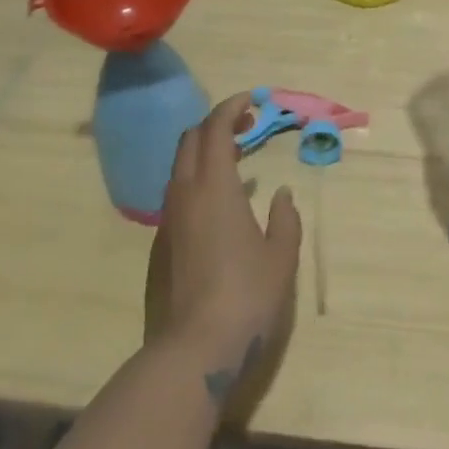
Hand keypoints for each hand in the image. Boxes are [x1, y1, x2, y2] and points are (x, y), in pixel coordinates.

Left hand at [148, 93, 302, 390]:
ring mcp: (169, 219)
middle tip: (246, 125)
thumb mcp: (281, 255)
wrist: (196, 348)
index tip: (250, 100)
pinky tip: (220, 202)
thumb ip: (285, 218)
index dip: (230, 108)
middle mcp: (185, 194)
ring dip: (205, 152)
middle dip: (216, 124)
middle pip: (190, 141)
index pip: (214, 129)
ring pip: (180, 167)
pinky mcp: (162, 243)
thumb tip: (282, 194)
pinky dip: (197, 179)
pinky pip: (177, 193)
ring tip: (237, 159)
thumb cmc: (247, 295)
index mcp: (214, 187)